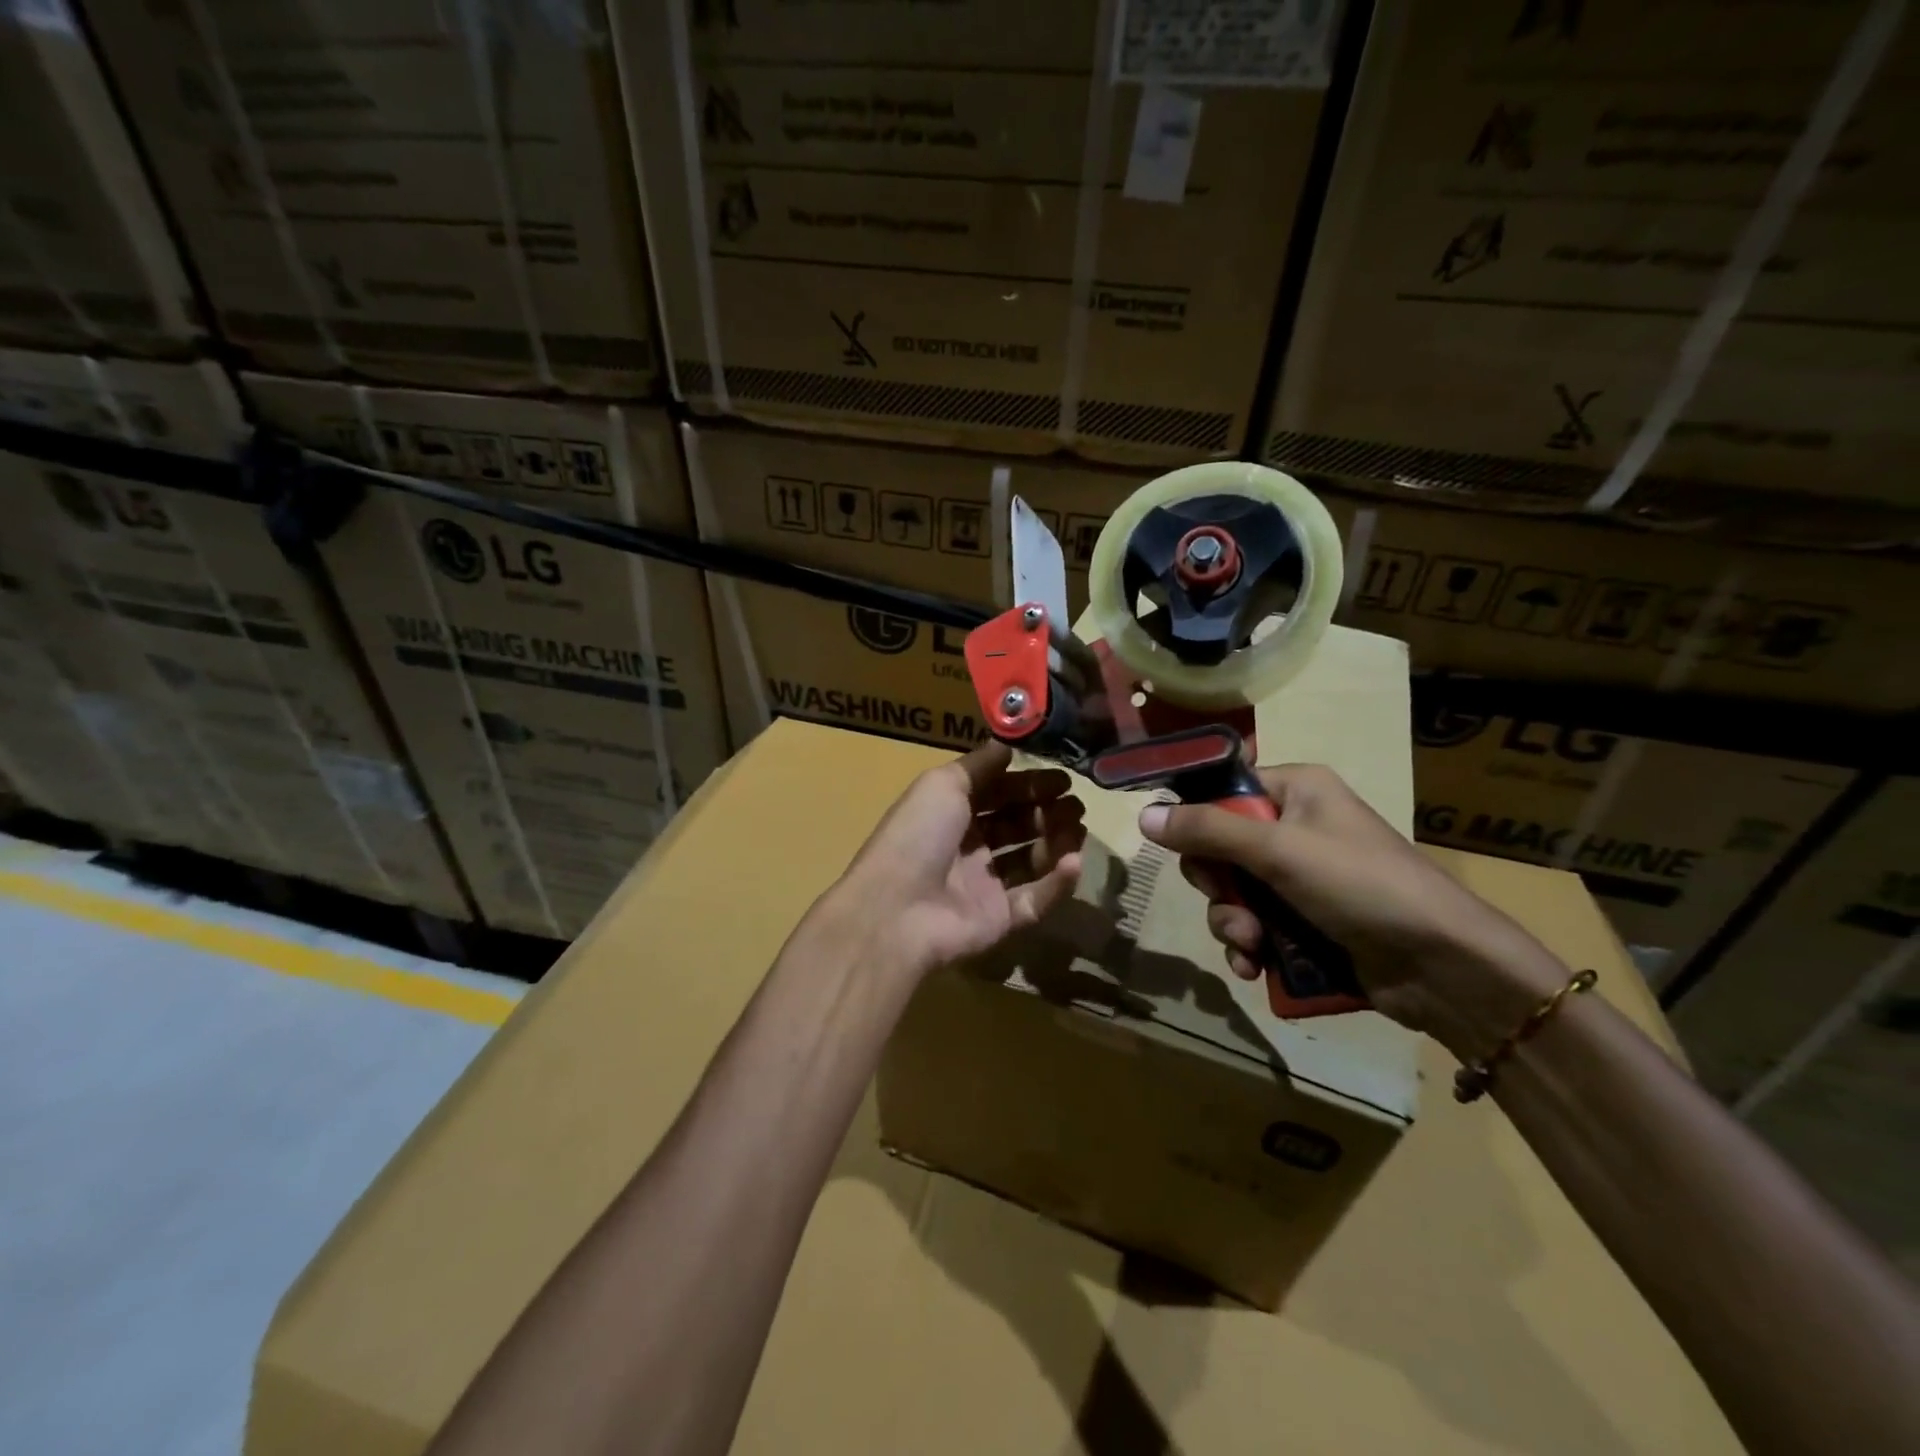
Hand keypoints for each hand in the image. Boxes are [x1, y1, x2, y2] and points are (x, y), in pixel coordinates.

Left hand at [822, 741, 1084, 980]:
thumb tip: (1007, 743)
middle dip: (1047, 812)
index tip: (1063, 779)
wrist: (897, 911)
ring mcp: (984, 886)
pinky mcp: (1000, 920)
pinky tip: (1074, 862)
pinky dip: (1057, 883)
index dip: (1028, 785)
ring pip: (1031, 861)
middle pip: (1016, 826)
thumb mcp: (942, 784)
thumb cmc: (918, 836)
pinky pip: (1035, 899)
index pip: (997, 794)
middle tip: (1076, 805)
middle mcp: (967, 848)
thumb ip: (979, 764)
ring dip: (1057, 843)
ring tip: (1078, 828)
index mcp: (950, 814)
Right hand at [1139, 764, 1566, 1057]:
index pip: (1223, 790)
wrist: (1444, 967)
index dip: (1196, 818)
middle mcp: (1295, 827)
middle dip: (1216, 886)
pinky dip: (1248, 947)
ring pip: (1232, 892)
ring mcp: (1300, 878)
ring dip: (1231, 923)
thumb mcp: (1278, 850)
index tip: (1178, 847)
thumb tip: (1143, 815)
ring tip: (1251, 947)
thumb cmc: (1362, 885)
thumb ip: (1207, 830)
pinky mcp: (1305, 921)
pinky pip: (1254, 925)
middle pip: (1219, 847)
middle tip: (1232, 906)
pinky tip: (1254, 968)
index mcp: (1296, 791)